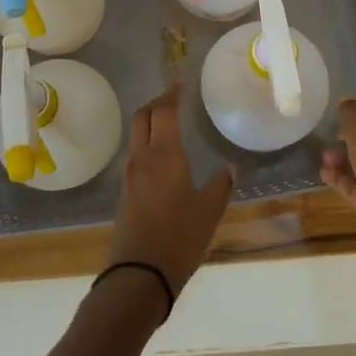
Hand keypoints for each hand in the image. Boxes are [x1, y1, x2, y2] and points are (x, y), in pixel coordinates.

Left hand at [106, 86, 234, 302]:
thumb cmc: (179, 237)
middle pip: (143, 116)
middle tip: (174, 99)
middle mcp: (143, 158)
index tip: (181, 82)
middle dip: (156, 102)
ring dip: (149, 122)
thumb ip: (220, 185)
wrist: (139, 274)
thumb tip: (230, 167)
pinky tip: (162, 157)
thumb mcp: (209, 211)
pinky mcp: (125, 192)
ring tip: (169, 125)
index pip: (165, 111)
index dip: (172, 93)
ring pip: (136, 135)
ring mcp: (130, 175)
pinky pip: (135, 155)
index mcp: (164, 155)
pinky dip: (147, 144)